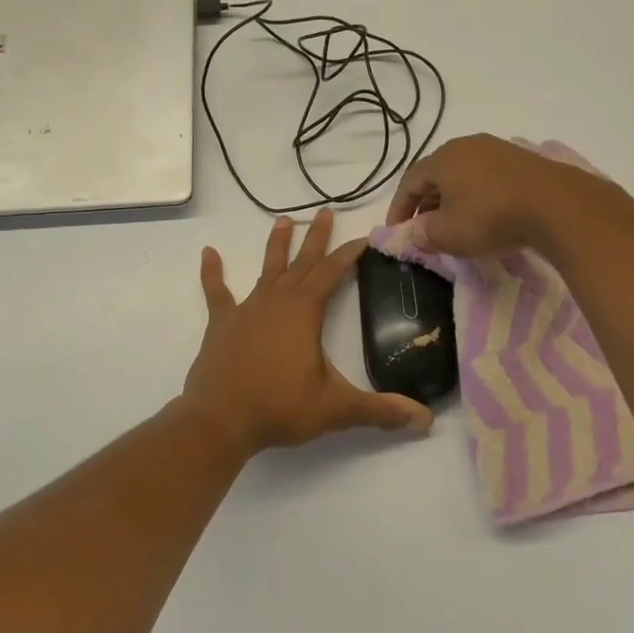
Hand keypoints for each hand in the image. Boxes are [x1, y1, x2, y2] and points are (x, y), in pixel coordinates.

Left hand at [182, 209, 433, 456]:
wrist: (219, 420)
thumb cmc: (279, 408)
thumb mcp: (336, 409)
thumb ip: (380, 411)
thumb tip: (426, 420)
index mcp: (304, 312)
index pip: (331, 273)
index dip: (348, 254)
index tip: (363, 238)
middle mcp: (276, 301)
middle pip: (301, 263)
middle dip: (316, 238)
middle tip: (325, 212)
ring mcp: (246, 310)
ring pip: (266, 270)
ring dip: (276, 246)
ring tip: (283, 220)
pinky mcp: (221, 325)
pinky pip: (217, 293)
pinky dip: (212, 273)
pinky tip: (208, 253)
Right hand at [385, 134, 584, 256]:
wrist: (556, 205)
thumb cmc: (490, 217)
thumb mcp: (448, 234)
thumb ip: (424, 233)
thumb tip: (416, 231)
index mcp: (442, 159)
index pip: (409, 181)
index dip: (399, 208)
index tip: (397, 231)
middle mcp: (467, 146)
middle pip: (436, 174)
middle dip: (426, 202)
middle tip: (425, 228)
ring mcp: (497, 149)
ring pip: (463, 174)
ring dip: (453, 198)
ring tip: (455, 223)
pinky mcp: (522, 160)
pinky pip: (488, 177)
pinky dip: (478, 195)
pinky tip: (486, 214)